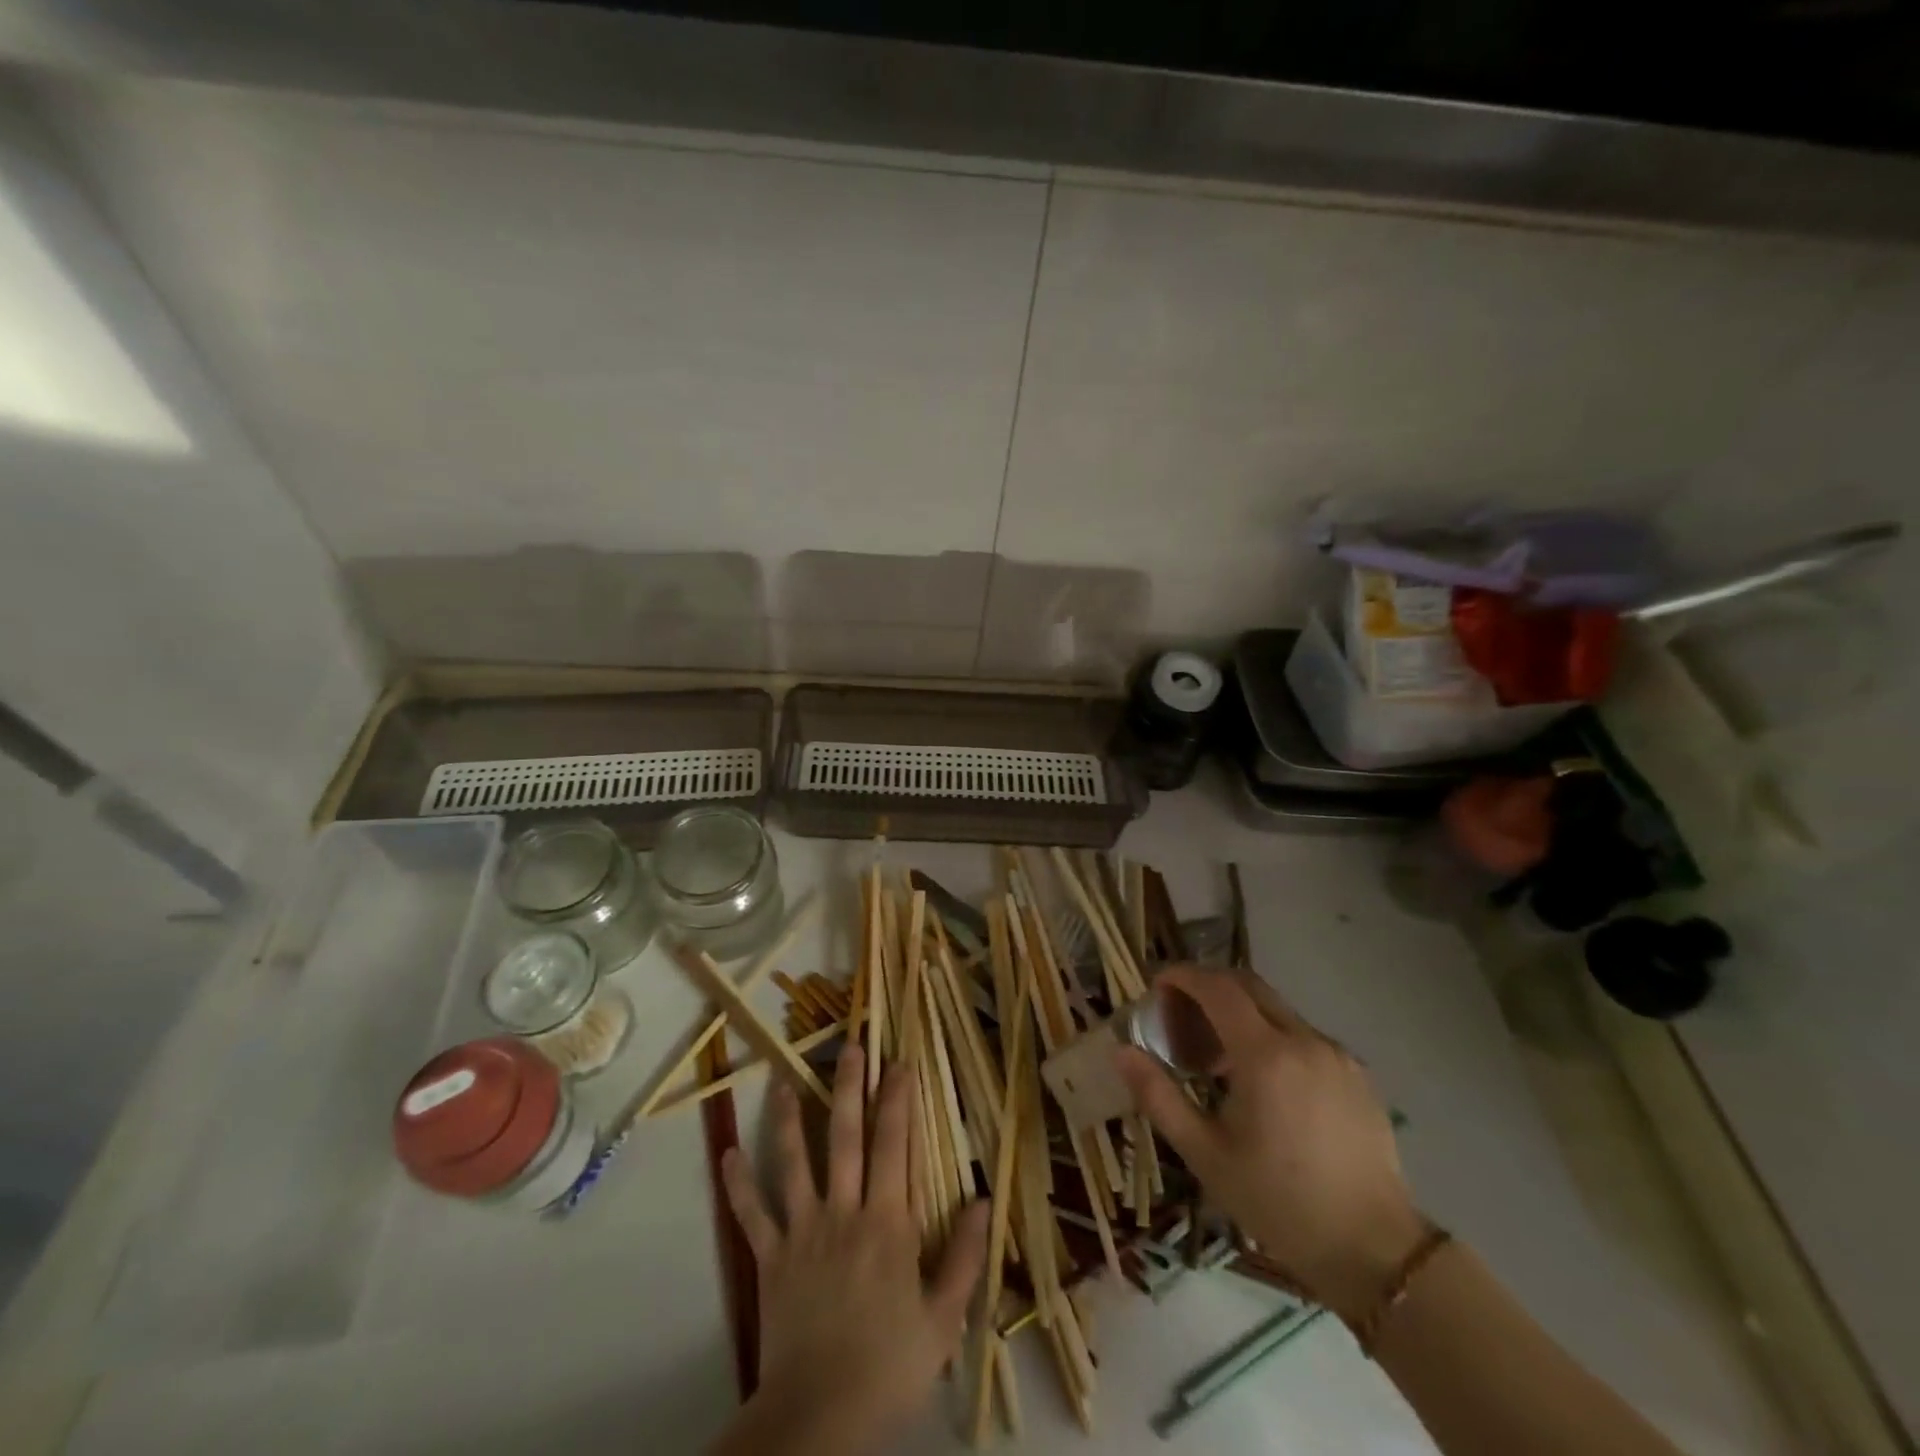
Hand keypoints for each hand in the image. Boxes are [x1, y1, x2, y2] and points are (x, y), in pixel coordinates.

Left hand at [714, 1044, 988, 1455]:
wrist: (820, 1415)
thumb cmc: (889, 1365)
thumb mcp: (943, 1319)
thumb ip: (963, 1256)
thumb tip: (983, 1199)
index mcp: (887, 1221)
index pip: (895, 1144)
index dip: (897, 1099)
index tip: (900, 1061)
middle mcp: (844, 1211)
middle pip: (845, 1136)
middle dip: (849, 1086)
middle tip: (851, 1046)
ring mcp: (802, 1231)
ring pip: (793, 1161)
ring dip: (788, 1118)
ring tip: (784, 1080)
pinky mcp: (770, 1258)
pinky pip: (751, 1214)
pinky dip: (739, 1184)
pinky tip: (728, 1153)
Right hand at [1117, 965, 1426, 1325]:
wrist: (1375, 1251)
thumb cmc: (1279, 1203)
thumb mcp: (1206, 1154)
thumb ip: (1159, 1096)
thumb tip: (1121, 1051)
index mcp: (1266, 1055)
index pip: (1218, 988)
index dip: (1183, 977)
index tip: (1157, 985)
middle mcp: (1305, 1040)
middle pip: (1249, 986)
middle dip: (1209, 987)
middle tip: (1180, 1016)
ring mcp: (1337, 1054)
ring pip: (1277, 1010)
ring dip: (1241, 1014)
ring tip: (1217, 1059)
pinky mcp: (1358, 1074)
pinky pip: (1304, 1036)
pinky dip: (1272, 1037)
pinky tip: (1263, 1083)